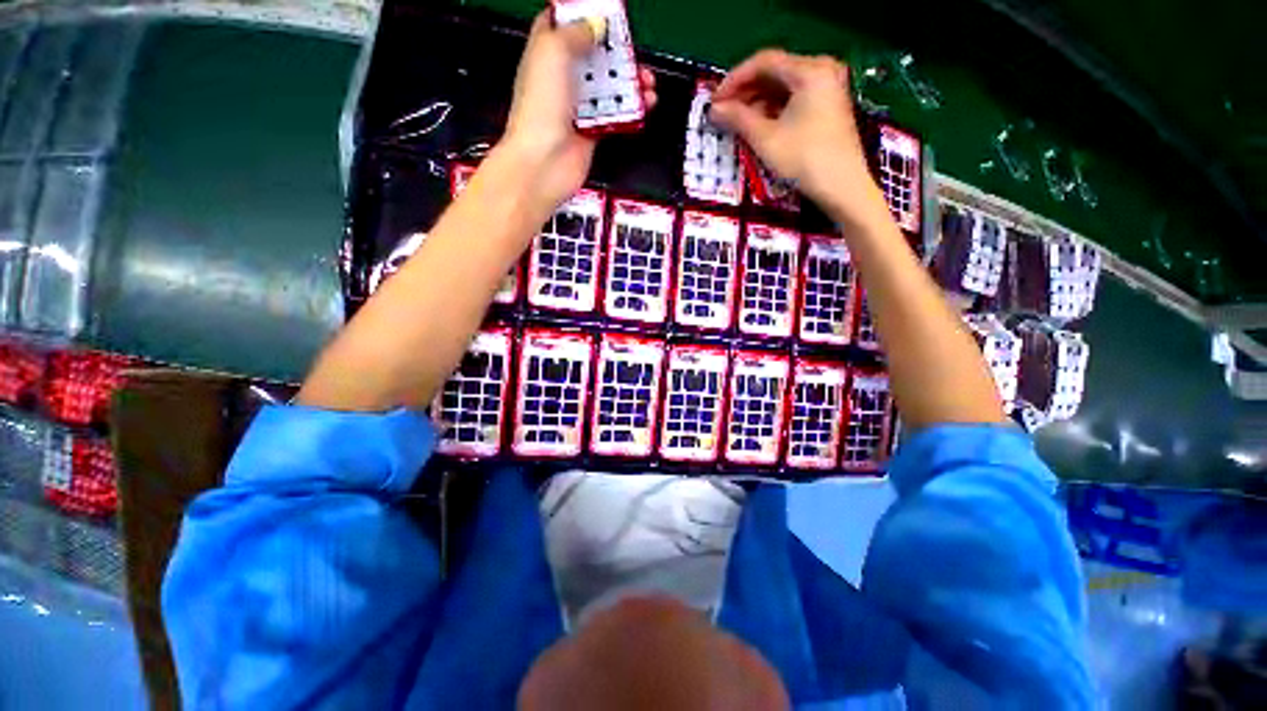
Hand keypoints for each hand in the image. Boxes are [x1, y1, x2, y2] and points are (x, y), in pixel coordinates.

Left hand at [502, 10, 656, 211]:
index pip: (560, 25)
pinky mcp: (591, 132)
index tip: (604, 14)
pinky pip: (616, 117)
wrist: (544, 163)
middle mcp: (561, 80)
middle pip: (592, 56)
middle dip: (615, 51)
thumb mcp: (553, 52)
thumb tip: (594, 25)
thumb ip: (575, 32)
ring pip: (608, 87)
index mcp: (545, 54)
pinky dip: (631, 111)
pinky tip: (644, 105)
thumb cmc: (538, 111)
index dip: (579, 15)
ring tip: (646, 81)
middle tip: (632, 50)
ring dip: (629, 82)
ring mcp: (577, 108)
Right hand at [710, 50, 885, 225]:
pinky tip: (758, 125)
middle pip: (775, 72)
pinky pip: (795, 99)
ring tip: (736, 121)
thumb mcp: (766, 139)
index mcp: (810, 70)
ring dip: (757, 101)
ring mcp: (828, 88)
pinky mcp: (828, 106)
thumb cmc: (804, 159)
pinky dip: (774, 109)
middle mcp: (822, 70)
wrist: (842, 187)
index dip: (735, 79)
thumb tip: (714, 110)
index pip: (764, 62)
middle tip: (723, 112)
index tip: (715, 100)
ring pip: (784, 87)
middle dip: (745, 91)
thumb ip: (738, 119)